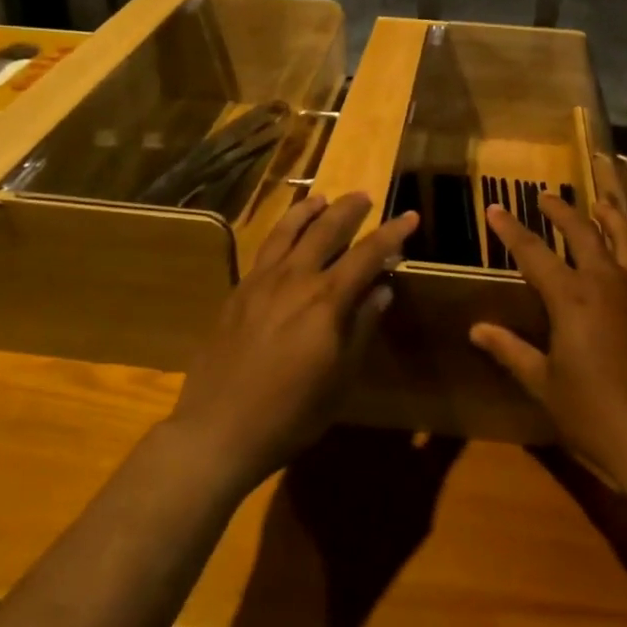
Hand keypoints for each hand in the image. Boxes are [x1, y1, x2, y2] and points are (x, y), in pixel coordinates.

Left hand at [168, 192, 418, 490]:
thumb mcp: (340, 378)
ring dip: (310, 210)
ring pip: (289, 230)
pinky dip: (281, 232)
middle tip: (364, 196)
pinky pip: (264, 249)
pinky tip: (285, 236)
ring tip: (322, 199)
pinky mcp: (238, 291)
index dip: (391, 233)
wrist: (218, 429)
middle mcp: (295, 279)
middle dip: (349, 209)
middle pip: (326, 229)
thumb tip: (382, 289)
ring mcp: (261, 281)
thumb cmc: (291, 414)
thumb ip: (361, 327)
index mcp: (326, 301)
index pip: (367, 254)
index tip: (409, 216)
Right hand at [471, 193, 626, 484]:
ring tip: (601, 203)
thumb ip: (512, 351)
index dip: (511, 229)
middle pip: (583, 232)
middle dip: (562, 211)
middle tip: (546, 197)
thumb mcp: (545, 384)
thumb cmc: (596, 415)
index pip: (533, 252)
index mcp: (572, 298)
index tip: (496, 208)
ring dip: (610, 217)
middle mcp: (609, 282)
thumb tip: (477, 329)